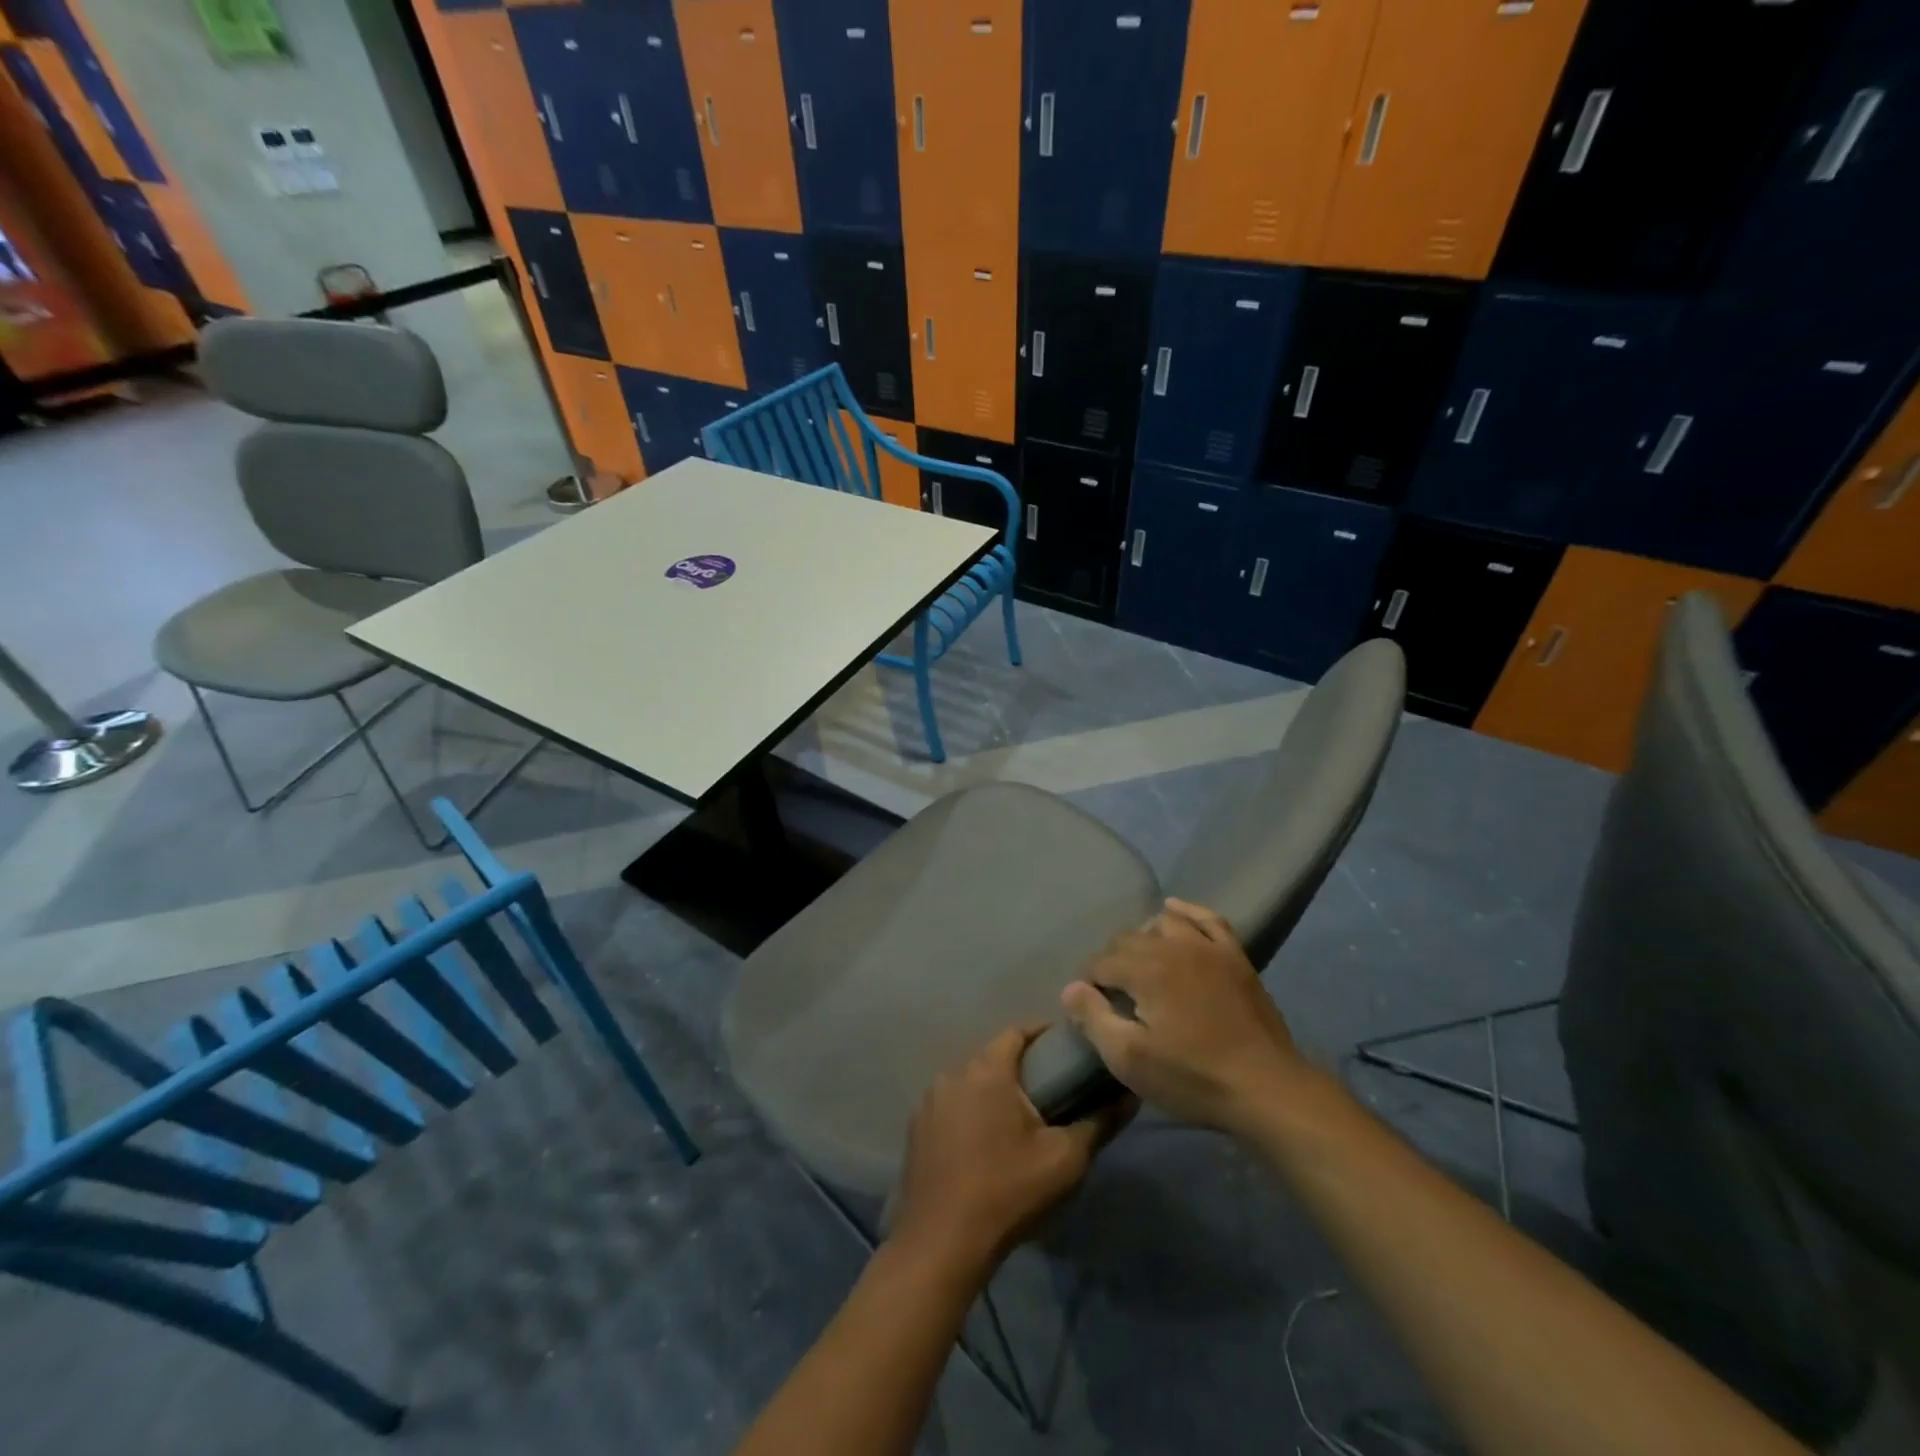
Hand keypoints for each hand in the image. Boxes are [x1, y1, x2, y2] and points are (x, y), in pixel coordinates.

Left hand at [891, 1025, 1130, 1273]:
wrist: (942, 1242)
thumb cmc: (1008, 1191)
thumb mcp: (1065, 1160)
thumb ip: (1099, 1122)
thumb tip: (1129, 1096)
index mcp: (987, 1070)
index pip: (1017, 1032)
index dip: (1043, 1034)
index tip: (1066, 1048)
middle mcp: (953, 1073)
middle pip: (992, 1056)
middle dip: (1021, 1064)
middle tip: (1051, 1086)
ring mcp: (930, 1100)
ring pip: (970, 1080)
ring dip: (994, 1089)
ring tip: (1021, 1115)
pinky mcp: (916, 1128)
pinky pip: (951, 1105)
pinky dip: (970, 1110)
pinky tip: (986, 1140)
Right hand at [1060, 898, 1306, 1134]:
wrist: (1267, 1088)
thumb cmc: (1193, 1077)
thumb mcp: (1131, 1060)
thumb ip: (1094, 1019)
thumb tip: (1071, 988)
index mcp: (1146, 970)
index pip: (1102, 962)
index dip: (1090, 982)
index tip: (1090, 1005)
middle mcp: (1174, 946)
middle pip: (1129, 939)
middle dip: (1113, 960)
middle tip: (1112, 992)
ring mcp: (1209, 947)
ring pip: (1165, 923)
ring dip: (1146, 936)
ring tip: (1141, 961)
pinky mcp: (1236, 957)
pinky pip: (1209, 919)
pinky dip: (1188, 911)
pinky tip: (1175, 911)